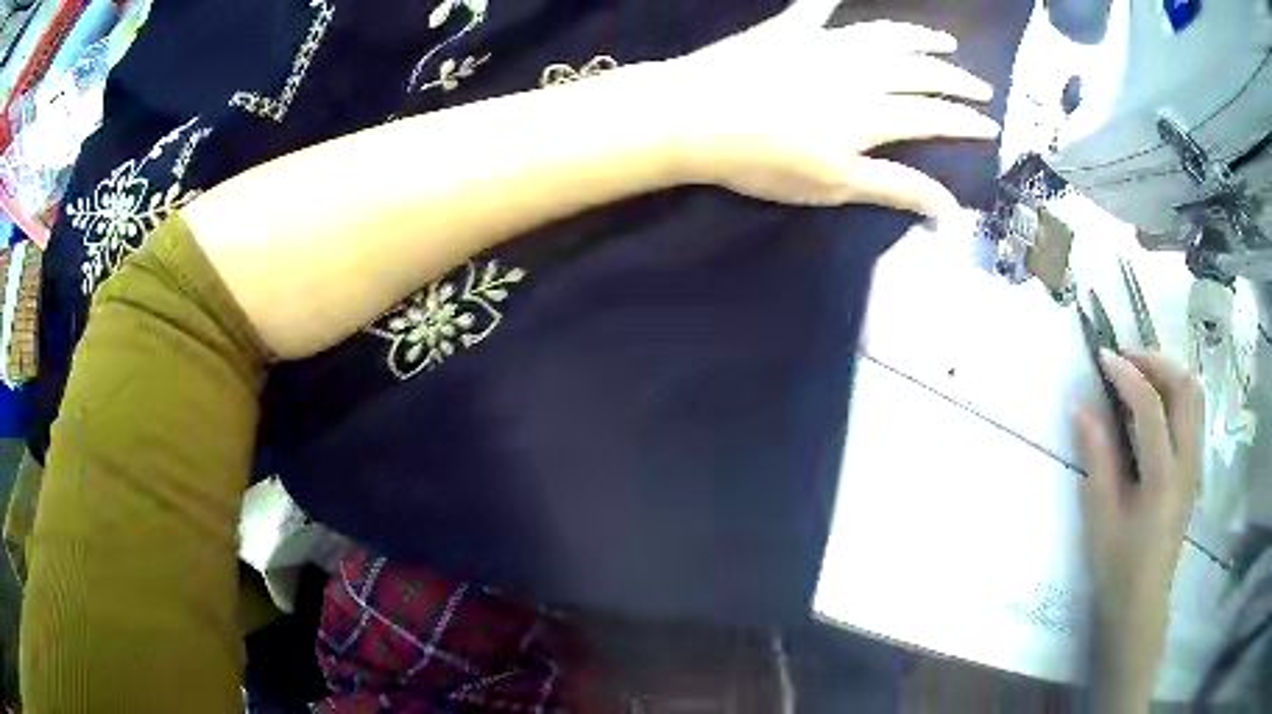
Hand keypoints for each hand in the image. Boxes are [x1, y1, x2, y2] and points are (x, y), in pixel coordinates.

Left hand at [668, 0, 999, 215]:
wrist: (693, 116)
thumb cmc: (764, 160)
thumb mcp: (836, 185)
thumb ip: (897, 188)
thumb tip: (950, 210)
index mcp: (874, 112)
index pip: (935, 115)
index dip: (966, 122)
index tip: (990, 126)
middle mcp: (861, 69)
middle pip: (921, 71)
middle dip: (956, 79)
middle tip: (980, 86)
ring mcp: (824, 44)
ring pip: (886, 35)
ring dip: (919, 36)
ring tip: (943, 39)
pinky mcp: (789, 31)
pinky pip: (818, 8)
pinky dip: (834, 1)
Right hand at [1076, 350, 1202, 709]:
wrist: (1142, 603)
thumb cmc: (1118, 568)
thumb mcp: (1101, 518)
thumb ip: (1097, 459)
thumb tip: (1082, 408)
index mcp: (1163, 477)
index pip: (1151, 406)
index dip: (1127, 374)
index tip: (1103, 357)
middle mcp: (1187, 461)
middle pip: (1184, 387)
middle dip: (1155, 361)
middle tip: (1125, 359)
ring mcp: (1195, 463)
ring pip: (1195, 395)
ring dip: (1169, 372)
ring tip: (1141, 373)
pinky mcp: (1194, 468)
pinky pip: (1194, 412)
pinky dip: (1178, 392)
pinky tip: (1157, 403)